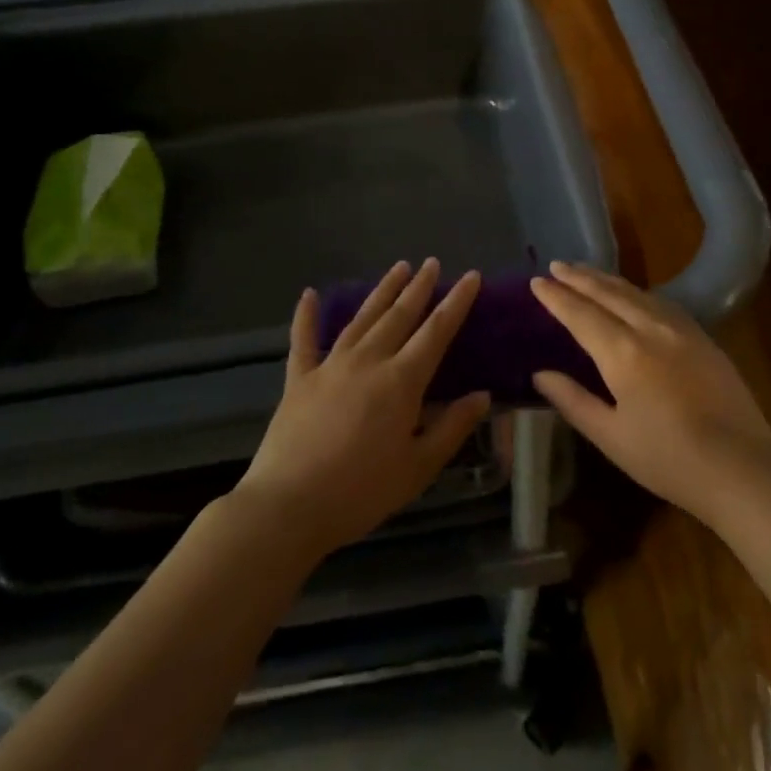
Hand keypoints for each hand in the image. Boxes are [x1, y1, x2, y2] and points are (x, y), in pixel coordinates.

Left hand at [233, 259, 490, 560]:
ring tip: (399, 268)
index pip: (436, 332)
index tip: (471, 276)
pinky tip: (308, 294)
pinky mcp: (298, 380)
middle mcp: (368, 361)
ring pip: (362, 318)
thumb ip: (452, 428)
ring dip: (382, 292)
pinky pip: (303, 340)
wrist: (288, 507)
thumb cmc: (361, 492)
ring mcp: (329, 366)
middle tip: (432, 263)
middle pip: (399, 316)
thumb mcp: (418, 467)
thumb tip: (482, 396)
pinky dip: (305, 316)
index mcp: (401, 381)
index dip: (456, 303)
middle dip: (419, 287)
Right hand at [531, 261, 770, 527]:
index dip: (556, 297)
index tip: (536, 282)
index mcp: (623, 352)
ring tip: (586, 272)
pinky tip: (633, 294)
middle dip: (579, 277)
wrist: (742, 468)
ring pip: (637, 293)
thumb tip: (540, 374)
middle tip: (556, 266)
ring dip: (607, 279)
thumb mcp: (611, 437)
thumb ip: (573, 401)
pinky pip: (661, 302)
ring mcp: (681, 330)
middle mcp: (650, 329)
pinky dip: (637, 291)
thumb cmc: (668, 459)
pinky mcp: (703, 338)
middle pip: (608, 293)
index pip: (580, 314)